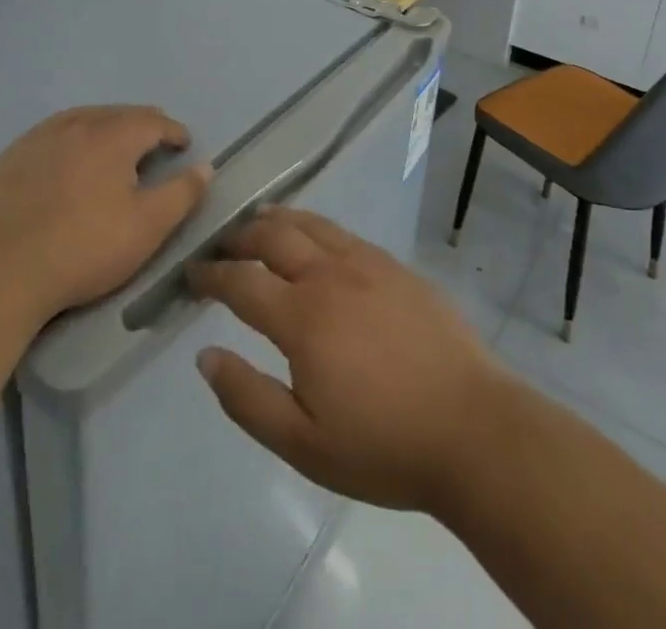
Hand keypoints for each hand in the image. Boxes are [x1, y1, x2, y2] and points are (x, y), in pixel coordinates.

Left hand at [0, 105, 210, 332]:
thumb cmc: (82, 250)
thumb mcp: (147, 228)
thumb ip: (182, 194)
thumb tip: (205, 166)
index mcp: (111, 136)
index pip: (152, 120)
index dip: (173, 131)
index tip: (183, 146)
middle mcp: (75, 125)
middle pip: (116, 114)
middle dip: (140, 125)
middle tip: (153, 143)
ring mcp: (36, 140)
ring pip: (81, 120)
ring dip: (104, 128)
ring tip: (112, 147)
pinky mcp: (8, 160)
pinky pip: (50, 136)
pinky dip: (69, 140)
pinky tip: (66, 162)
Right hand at [188, 206, 509, 515]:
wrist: (473, 428)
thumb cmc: (384, 446)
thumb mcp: (304, 444)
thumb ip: (248, 398)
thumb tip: (204, 356)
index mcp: (302, 317)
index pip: (241, 282)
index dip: (211, 275)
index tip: (191, 275)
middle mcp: (329, 276)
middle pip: (273, 238)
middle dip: (240, 237)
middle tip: (222, 244)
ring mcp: (367, 264)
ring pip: (310, 224)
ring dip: (277, 219)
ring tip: (259, 219)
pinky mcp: (396, 266)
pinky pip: (344, 232)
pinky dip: (316, 225)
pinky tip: (315, 236)